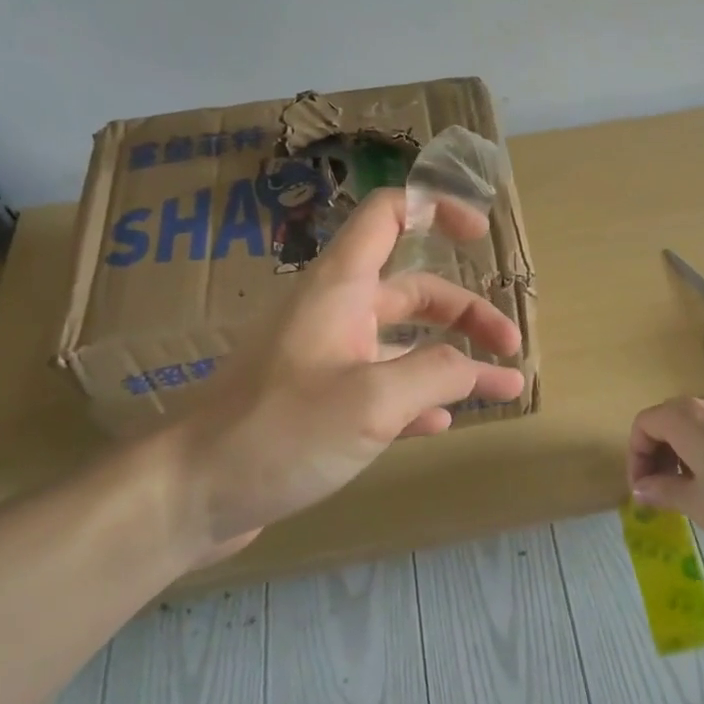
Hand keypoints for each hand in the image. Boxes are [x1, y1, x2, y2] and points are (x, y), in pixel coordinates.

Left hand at [153, 188, 526, 564]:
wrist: (192, 494)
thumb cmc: (281, 431)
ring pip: (404, 343)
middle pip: (414, 290)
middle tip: (510, 345)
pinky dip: (419, 396)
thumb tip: (476, 368)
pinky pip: (383, 386)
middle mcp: (336, 313)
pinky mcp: (320, 403)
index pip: (388, 215)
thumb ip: (438, 374)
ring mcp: (327, 359)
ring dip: (452, 360)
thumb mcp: (373, 400)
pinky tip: (443, 422)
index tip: (479, 235)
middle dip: (467, 312)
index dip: (435, 209)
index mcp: (341, 288)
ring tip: (500, 386)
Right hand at [626, 392, 703, 556]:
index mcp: (687, 416)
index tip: (643, 490)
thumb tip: (642, 488)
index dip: (636, 456)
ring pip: (699, 424)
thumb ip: (663, 490)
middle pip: (671, 419)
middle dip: (659, 454)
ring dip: (685, 452)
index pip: (645, 424)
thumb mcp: (697, 504)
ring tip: (694, 490)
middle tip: (662, 492)